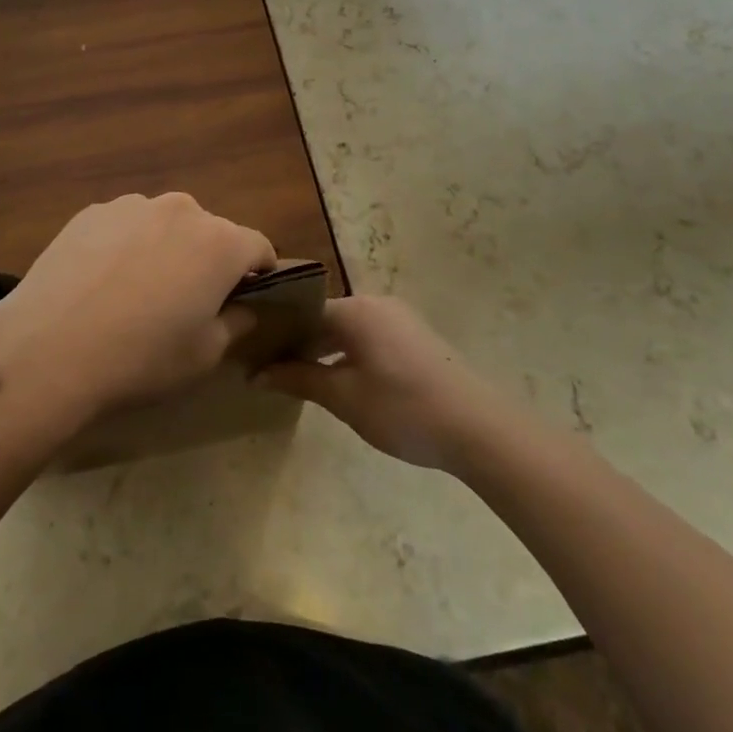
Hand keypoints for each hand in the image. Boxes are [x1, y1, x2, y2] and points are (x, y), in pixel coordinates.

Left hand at [0, 194, 275, 432]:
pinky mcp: (91, 212)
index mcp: (220, 242)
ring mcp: (132, 206)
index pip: (259, 247)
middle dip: (207, 260)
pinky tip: (100, 283)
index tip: (244, 300)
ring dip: (164, 249)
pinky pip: (124, 226)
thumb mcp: (204, 355)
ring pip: (164, 225)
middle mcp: (181, 210)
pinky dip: (124, 246)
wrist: (50, 347)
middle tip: (184, 302)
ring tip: (135, 292)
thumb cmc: (141, 357)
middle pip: (210, 232)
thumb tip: (242, 309)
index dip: (258, 274)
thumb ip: (235, 324)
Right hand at [256, 297, 504, 472]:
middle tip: (270, 369)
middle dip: (298, 342)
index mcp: (354, 309)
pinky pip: (369, 336)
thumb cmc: (403, 408)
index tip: (253, 356)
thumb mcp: (344, 397)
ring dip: (324, 349)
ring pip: (347, 328)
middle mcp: (375, 303)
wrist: (479, 428)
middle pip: (324, 317)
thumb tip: (257, 373)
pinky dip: (348, 353)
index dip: (276, 334)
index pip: (301, 312)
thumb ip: (299, 379)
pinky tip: (341, 380)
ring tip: (300, 377)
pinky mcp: (415, 337)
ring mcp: (399, 318)